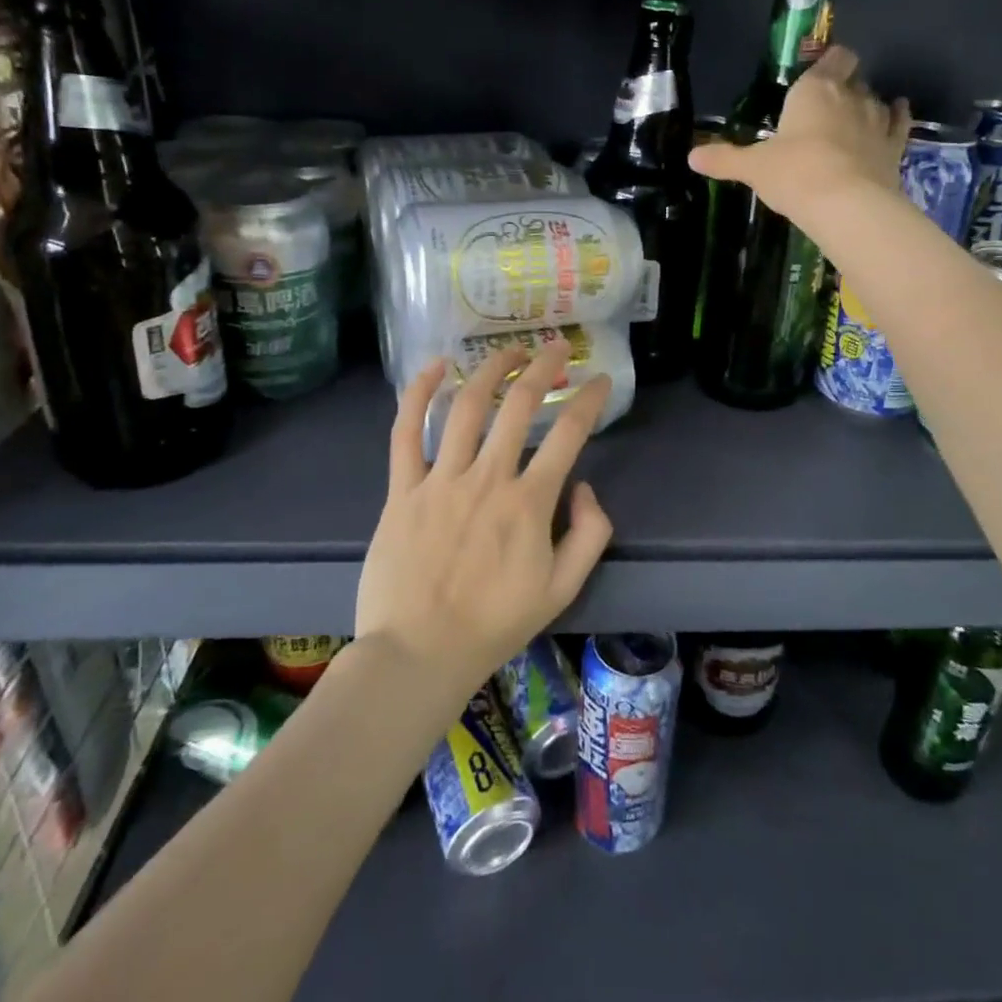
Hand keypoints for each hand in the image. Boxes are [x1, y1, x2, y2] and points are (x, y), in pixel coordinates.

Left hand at [356, 342, 613, 701]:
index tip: (599, 381)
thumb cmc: (494, 624)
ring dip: (490, 369)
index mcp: (529, 502)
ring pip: (466, 406)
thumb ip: (589, 534)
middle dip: (542, 366)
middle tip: (555, 347)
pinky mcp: (401, 489)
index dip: (590, 399)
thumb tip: (584, 487)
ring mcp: (440, 479)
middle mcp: (487, 478)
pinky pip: (406, 432)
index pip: (570, 434)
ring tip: (507, 350)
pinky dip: (419, 393)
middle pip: (519, 404)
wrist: (418, 654)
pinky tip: (435, 366)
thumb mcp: (563, 590)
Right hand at [688, 44, 910, 225]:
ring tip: (854, 119)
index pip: (832, 58)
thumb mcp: (753, 168)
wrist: (845, 204)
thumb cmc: (794, 174)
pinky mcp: (895, 146)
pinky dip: (897, 118)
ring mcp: (877, 120)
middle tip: (827, 106)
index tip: (821, 71)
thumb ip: (724, 159)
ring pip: (877, 99)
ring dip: (868, 104)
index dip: (830, 61)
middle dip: (844, 85)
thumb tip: (691, 157)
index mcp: (814, 90)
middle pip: (853, 77)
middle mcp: (850, 96)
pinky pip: (900, 123)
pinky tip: (895, 116)